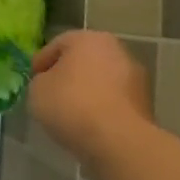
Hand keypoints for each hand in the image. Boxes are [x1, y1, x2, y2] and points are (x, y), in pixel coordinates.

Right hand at [28, 30, 152, 161]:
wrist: (119, 141)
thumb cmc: (72, 104)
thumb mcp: (38, 89)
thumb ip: (41, 80)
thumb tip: (50, 83)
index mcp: (88, 38)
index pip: (57, 44)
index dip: (41, 62)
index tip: (33, 79)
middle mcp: (116, 50)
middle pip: (83, 60)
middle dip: (68, 75)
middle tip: (51, 93)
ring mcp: (136, 77)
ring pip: (102, 81)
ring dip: (87, 92)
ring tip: (70, 113)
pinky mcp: (146, 104)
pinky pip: (114, 101)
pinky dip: (102, 108)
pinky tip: (89, 124)